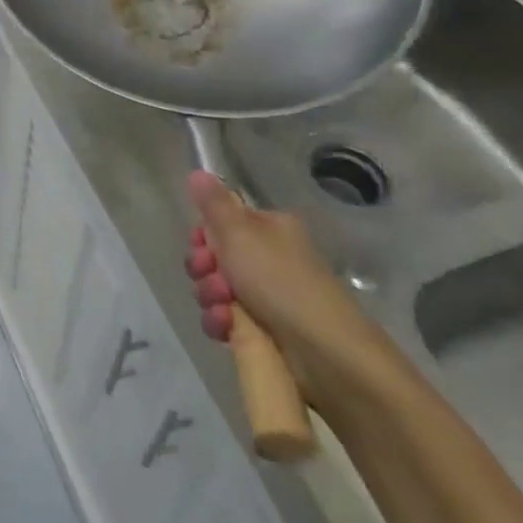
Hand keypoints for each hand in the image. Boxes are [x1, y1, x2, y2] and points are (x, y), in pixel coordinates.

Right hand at [184, 171, 390, 406]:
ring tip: (225, 309)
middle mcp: (269, 256)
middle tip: (213, 278)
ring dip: (210, 297)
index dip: (203, 236)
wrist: (325, 351)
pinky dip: (221, 321)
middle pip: (214, 256)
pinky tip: (227, 328)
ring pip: (216, 288)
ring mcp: (268, 294)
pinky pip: (226, 318)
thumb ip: (213, 204)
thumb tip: (198, 171)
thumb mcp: (239, 233)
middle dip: (204, 269)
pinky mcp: (265, 328)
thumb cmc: (279, 281)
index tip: (201, 247)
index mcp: (268, 228)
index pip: (221, 223)